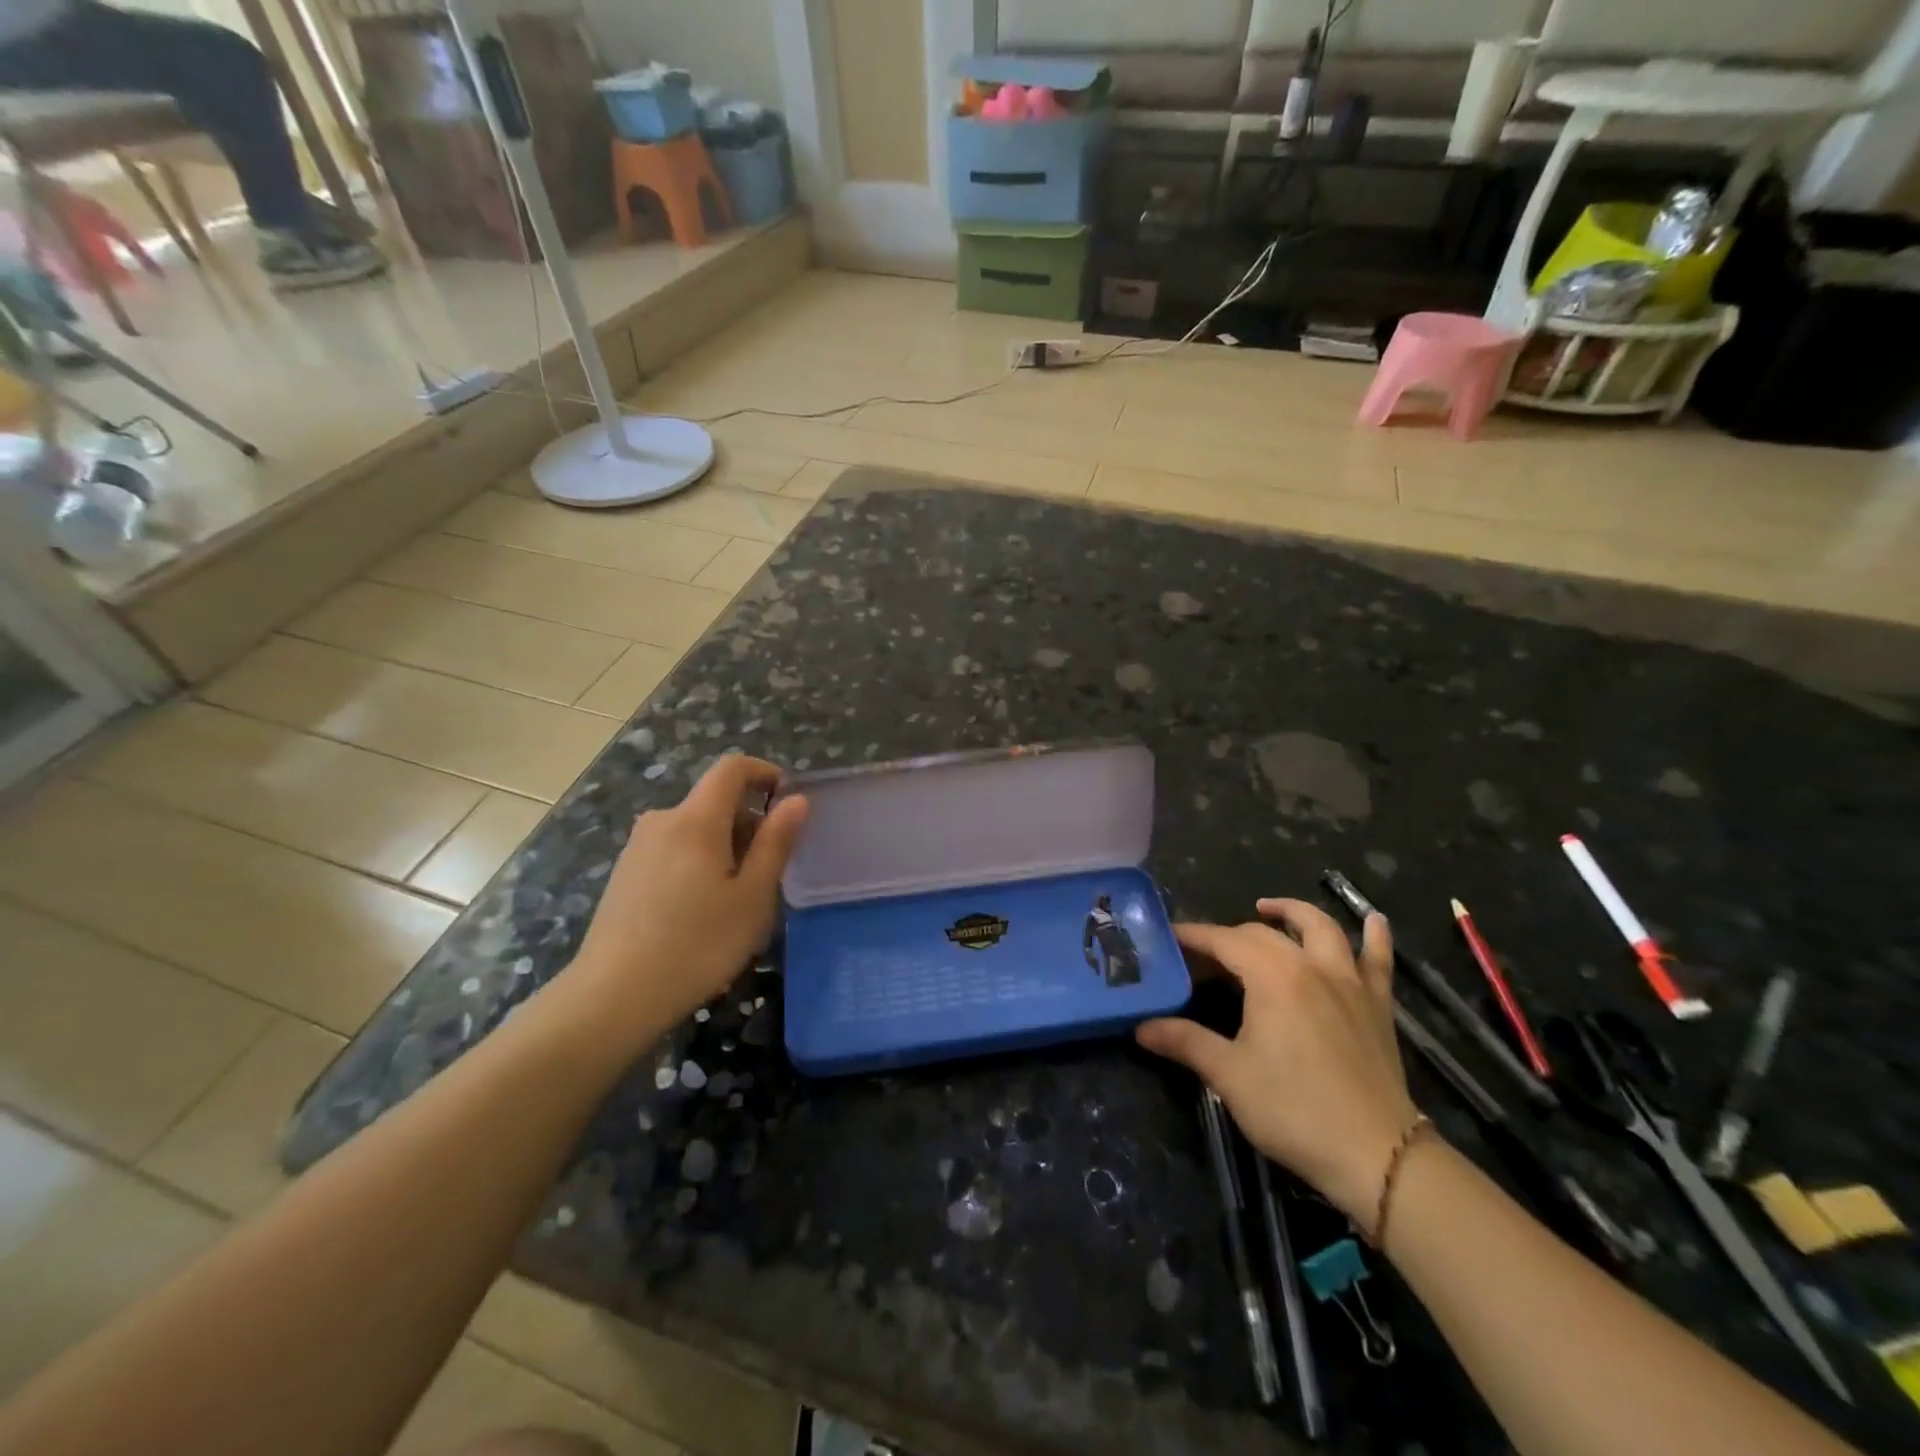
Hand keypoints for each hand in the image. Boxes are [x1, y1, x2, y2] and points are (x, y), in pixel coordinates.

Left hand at [561, 755, 808, 1048]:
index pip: (732, 769)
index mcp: (696, 819)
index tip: (787, 801)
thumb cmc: (697, 944)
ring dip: (725, 847)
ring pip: (694, 829)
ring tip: (737, 900)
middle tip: (768, 874)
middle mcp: (662, 821)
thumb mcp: (753, 897)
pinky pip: (673, 850)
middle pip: (714, 802)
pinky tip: (700, 913)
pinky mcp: (625, 874)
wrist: (613, 997)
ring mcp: (638, 848)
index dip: (764, 772)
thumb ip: (776, 843)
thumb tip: (796, 800)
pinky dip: (698, 863)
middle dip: (749, 823)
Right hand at [1135, 899, 1419, 1223]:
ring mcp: (1349, 982)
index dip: (1194, 937)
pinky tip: (1373, 921)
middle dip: (1229, 935)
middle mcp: (1311, 965)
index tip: (1169, 938)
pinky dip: (1375, 936)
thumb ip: (1185, 1042)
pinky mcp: (1378, 1005)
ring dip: (1293, 913)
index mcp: (1272, 976)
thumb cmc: (1294, 1109)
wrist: (1377, 1155)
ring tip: (1269, 909)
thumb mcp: (1229, 1076)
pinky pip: (1379, 959)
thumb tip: (1141, 1027)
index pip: (1224, 941)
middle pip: (1263, 934)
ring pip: (1321, 928)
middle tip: (1204, 955)